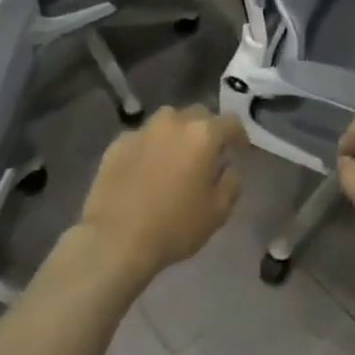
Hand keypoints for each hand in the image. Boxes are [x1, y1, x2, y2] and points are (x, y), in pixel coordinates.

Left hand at [77, 106, 246, 283]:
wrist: (115, 239)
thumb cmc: (174, 227)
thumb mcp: (217, 213)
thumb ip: (231, 183)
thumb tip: (228, 167)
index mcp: (203, 134)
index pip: (231, 122)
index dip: (239, 135)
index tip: (239, 151)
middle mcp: (173, 122)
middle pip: (198, 114)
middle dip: (207, 130)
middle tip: (207, 155)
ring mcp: (143, 129)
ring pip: (168, 121)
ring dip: (177, 133)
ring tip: (175, 158)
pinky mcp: (118, 142)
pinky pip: (143, 137)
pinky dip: (150, 147)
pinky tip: (146, 170)